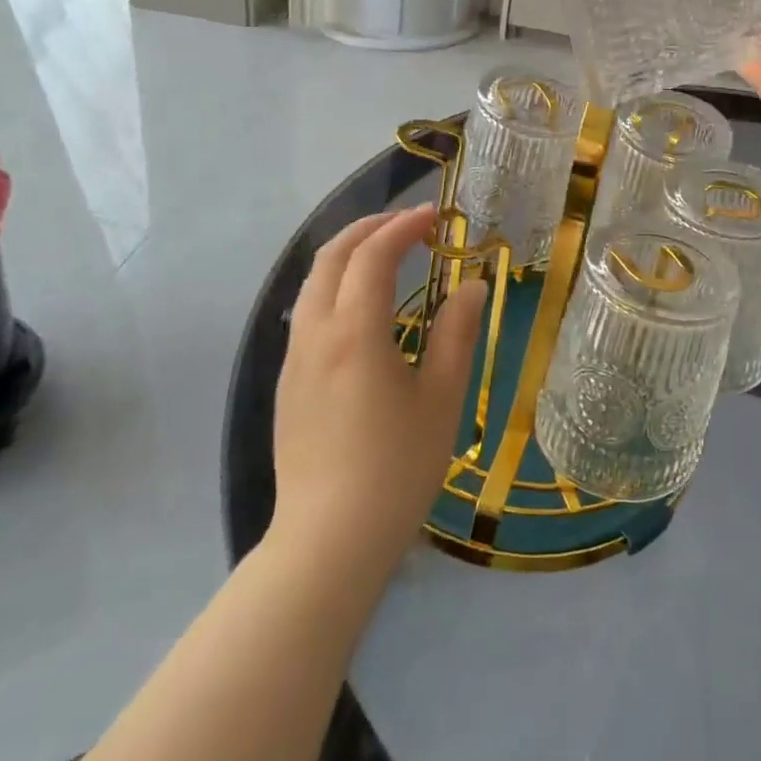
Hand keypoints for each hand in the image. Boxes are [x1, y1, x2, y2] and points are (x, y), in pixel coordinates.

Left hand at [267, 206, 484, 582]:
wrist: (328, 543)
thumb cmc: (396, 468)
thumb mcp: (441, 398)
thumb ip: (457, 334)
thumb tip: (473, 285)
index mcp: (355, 333)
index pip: (373, 257)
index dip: (403, 228)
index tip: (435, 217)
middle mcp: (315, 335)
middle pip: (330, 258)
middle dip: (368, 229)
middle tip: (408, 223)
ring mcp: (294, 361)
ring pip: (312, 284)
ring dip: (347, 255)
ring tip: (386, 254)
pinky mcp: (288, 385)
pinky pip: (306, 312)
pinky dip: (334, 286)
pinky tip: (362, 307)